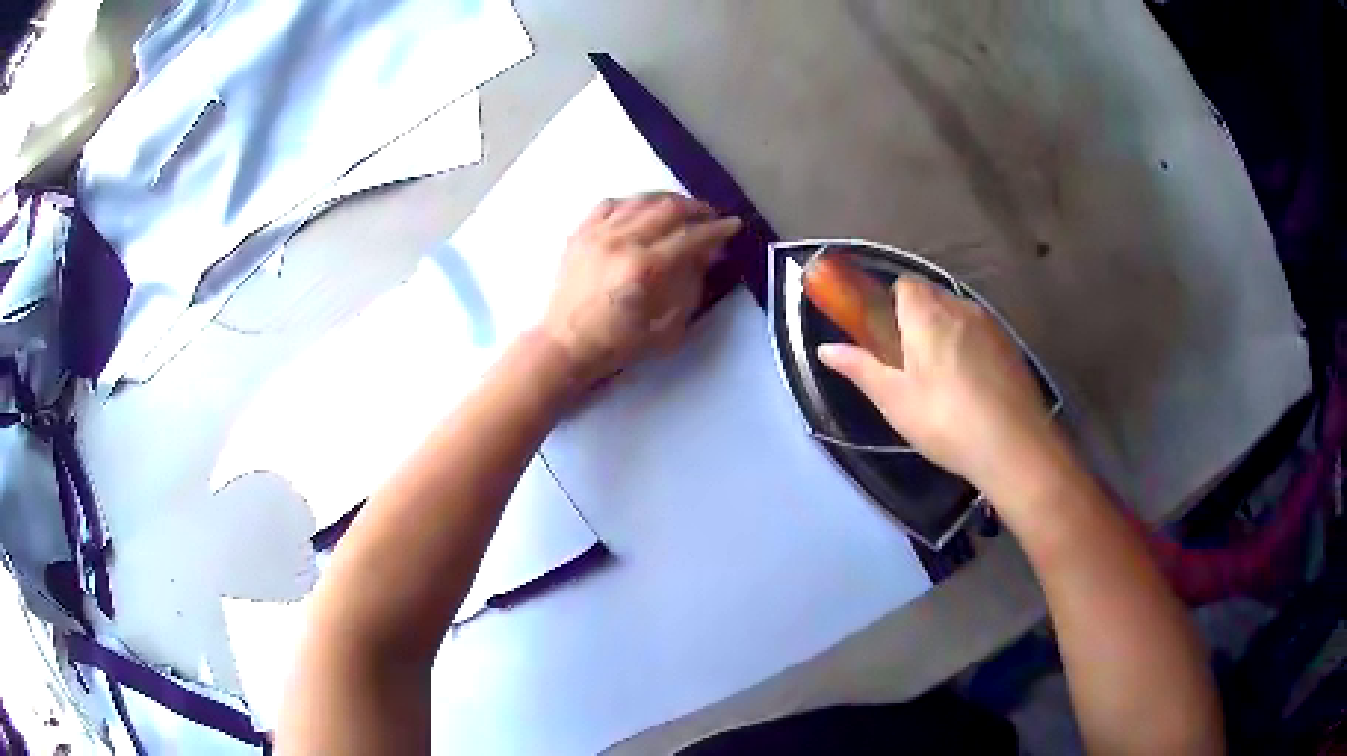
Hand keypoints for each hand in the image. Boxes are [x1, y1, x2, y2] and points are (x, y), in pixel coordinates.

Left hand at [540, 193, 741, 385]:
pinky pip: (610, 204)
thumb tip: (707, 256)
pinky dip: (633, 202)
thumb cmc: (617, 344)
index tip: (734, 224)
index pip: (690, 237)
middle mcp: (620, 242)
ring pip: (640, 200)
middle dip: (696, 208)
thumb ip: (690, 287)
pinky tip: (642, 209)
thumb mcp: (665, 327)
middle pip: (667, 209)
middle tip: (710, 215)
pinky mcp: (580, 233)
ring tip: (682, 209)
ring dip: (667, 200)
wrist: (564, 344)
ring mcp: (597, 234)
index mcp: (643, 268)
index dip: (717, 229)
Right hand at [818, 275, 1060, 496]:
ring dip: (945, 334)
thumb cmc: (945, 421)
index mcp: (928, 314)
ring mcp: (991, 326)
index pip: (904, 284)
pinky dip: (970, 349)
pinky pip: (981, 335)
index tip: (885, 336)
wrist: (1014, 447)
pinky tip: (971, 389)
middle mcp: (961, 308)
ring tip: (941, 381)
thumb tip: (825, 349)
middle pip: (932, 298)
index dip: (890, 304)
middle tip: (909, 365)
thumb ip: (860, 368)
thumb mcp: (894, 400)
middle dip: (916, 320)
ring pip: (958, 316)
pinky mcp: (1011, 347)